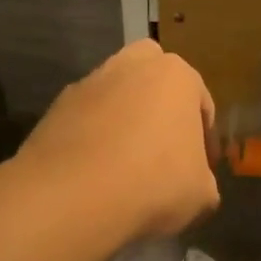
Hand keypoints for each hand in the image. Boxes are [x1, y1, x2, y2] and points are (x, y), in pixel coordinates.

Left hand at [18, 41, 218, 242]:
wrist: (74, 195)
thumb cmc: (155, 182)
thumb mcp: (202, 193)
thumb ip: (204, 180)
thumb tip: (198, 185)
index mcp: (177, 75)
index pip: (201, 104)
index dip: (205, 140)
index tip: (203, 169)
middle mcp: (132, 65)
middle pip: (154, 80)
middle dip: (161, 107)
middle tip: (165, 148)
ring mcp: (89, 83)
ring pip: (117, 97)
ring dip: (124, 121)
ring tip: (127, 165)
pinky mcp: (55, 107)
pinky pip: (86, 120)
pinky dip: (93, 138)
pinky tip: (96, 172)